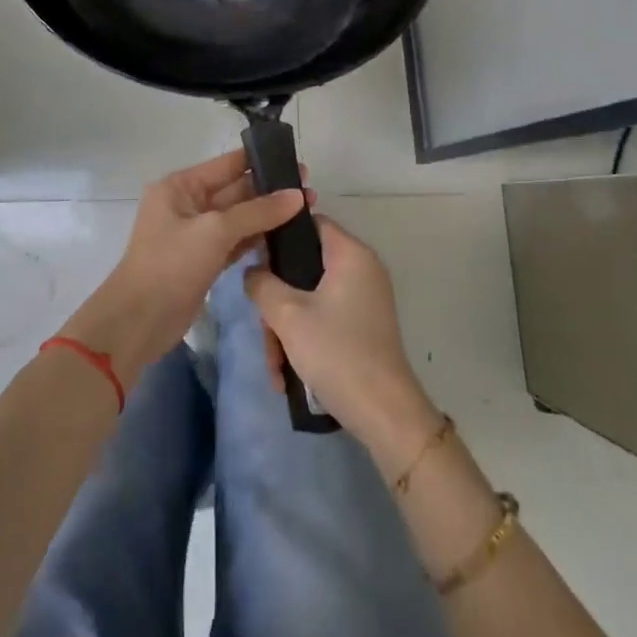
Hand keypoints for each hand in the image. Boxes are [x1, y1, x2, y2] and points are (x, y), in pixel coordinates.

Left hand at [63, 150, 309, 383]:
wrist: (140, 320)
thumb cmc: (171, 264)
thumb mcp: (215, 231)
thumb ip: (257, 212)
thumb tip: (298, 195)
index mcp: (180, 186)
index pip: (227, 165)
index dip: (260, 162)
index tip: (296, 162)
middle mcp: (187, 205)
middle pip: (235, 191)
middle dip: (269, 191)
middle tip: (311, 191)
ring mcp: (196, 235)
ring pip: (238, 219)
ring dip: (267, 216)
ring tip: (307, 211)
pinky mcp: (204, 261)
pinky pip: (235, 242)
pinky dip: (257, 239)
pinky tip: (285, 237)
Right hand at [245, 217, 440, 459]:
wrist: (384, 413)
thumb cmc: (336, 351)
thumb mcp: (287, 315)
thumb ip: (262, 284)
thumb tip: (253, 272)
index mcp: (350, 254)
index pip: (309, 223)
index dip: (278, 235)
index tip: (253, 258)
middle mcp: (361, 269)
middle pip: (304, 266)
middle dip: (277, 300)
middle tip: (263, 328)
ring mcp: (364, 299)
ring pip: (309, 298)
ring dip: (285, 328)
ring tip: (274, 365)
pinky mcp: (362, 325)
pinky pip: (323, 318)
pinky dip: (304, 340)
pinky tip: (286, 374)